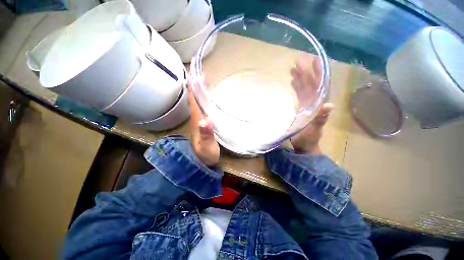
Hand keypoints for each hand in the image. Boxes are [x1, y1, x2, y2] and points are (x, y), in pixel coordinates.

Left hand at [187, 77, 219, 165]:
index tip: (194, 74)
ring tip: (206, 80)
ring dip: (201, 91)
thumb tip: (205, 121)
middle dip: (196, 86)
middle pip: (194, 99)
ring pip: (199, 102)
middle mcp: (197, 118)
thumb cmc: (206, 155)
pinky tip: (211, 96)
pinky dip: (206, 100)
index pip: (192, 101)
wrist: (204, 162)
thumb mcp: (207, 147)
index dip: (191, 88)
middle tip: (203, 74)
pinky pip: (204, 108)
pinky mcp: (205, 123)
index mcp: (196, 120)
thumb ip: (206, 135)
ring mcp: (201, 120)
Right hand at [290, 54, 333, 154]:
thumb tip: (329, 104)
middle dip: (305, 72)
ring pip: (303, 87)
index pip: (319, 85)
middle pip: (310, 83)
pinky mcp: (299, 108)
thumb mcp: (315, 129)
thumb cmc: (309, 138)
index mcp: (317, 104)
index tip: (314, 60)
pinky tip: (291, 82)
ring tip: (293, 69)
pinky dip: (295, 87)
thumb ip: (321, 118)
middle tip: (298, 61)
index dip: (318, 73)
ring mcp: (305, 104)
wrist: (303, 145)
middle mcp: (312, 101)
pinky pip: (298, 94)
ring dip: (299, 78)